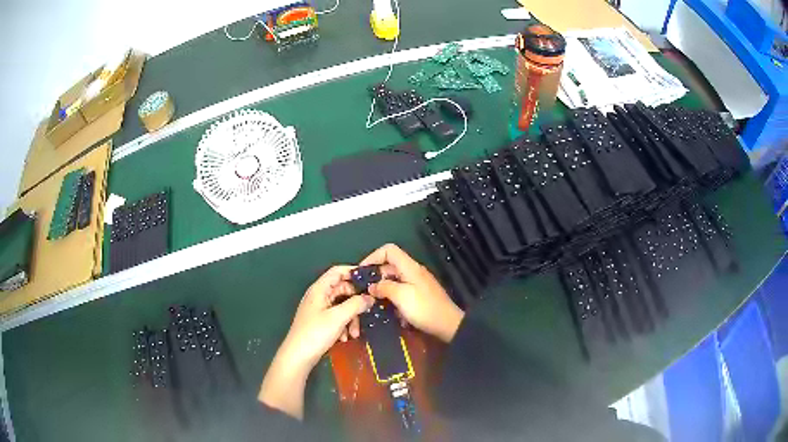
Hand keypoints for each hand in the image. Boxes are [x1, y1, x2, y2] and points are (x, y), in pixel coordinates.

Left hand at [259, 266, 373, 418]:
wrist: (298, 356)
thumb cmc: (316, 333)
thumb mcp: (338, 317)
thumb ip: (356, 304)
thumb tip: (370, 297)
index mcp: (320, 289)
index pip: (338, 271)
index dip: (354, 272)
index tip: (371, 281)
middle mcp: (319, 296)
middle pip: (343, 290)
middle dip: (356, 302)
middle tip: (367, 313)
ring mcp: (319, 309)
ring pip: (342, 305)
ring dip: (352, 318)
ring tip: (355, 333)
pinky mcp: (321, 322)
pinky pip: (338, 317)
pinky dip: (344, 325)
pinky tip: (345, 337)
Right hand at [360, 244, 464, 342]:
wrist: (448, 325)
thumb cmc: (424, 308)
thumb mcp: (401, 296)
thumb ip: (384, 287)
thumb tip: (371, 286)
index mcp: (410, 267)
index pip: (389, 250)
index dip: (373, 256)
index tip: (361, 271)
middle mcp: (413, 271)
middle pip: (390, 265)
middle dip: (375, 275)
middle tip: (362, 289)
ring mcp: (417, 283)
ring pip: (394, 279)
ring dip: (382, 287)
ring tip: (371, 299)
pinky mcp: (419, 295)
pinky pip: (400, 289)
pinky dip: (391, 295)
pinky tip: (386, 307)